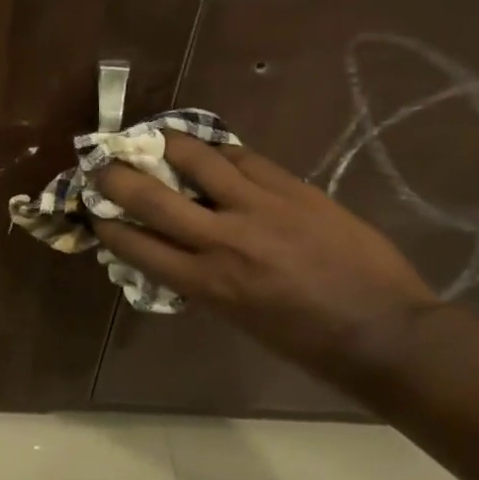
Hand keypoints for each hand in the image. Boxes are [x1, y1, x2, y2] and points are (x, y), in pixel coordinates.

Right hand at [93, 134, 437, 374]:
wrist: (385, 330)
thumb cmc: (304, 342)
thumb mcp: (234, 319)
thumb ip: (196, 281)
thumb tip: (169, 252)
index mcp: (204, 283)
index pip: (133, 243)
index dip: (104, 223)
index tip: (93, 212)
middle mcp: (221, 240)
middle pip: (150, 195)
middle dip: (115, 176)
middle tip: (102, 164)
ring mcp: (259, 208)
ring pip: (196, 158)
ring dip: (165, 144)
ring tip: (153, 138)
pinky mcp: (293, 188)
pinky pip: (244, 157)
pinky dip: (220, 152)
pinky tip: (211, 150)